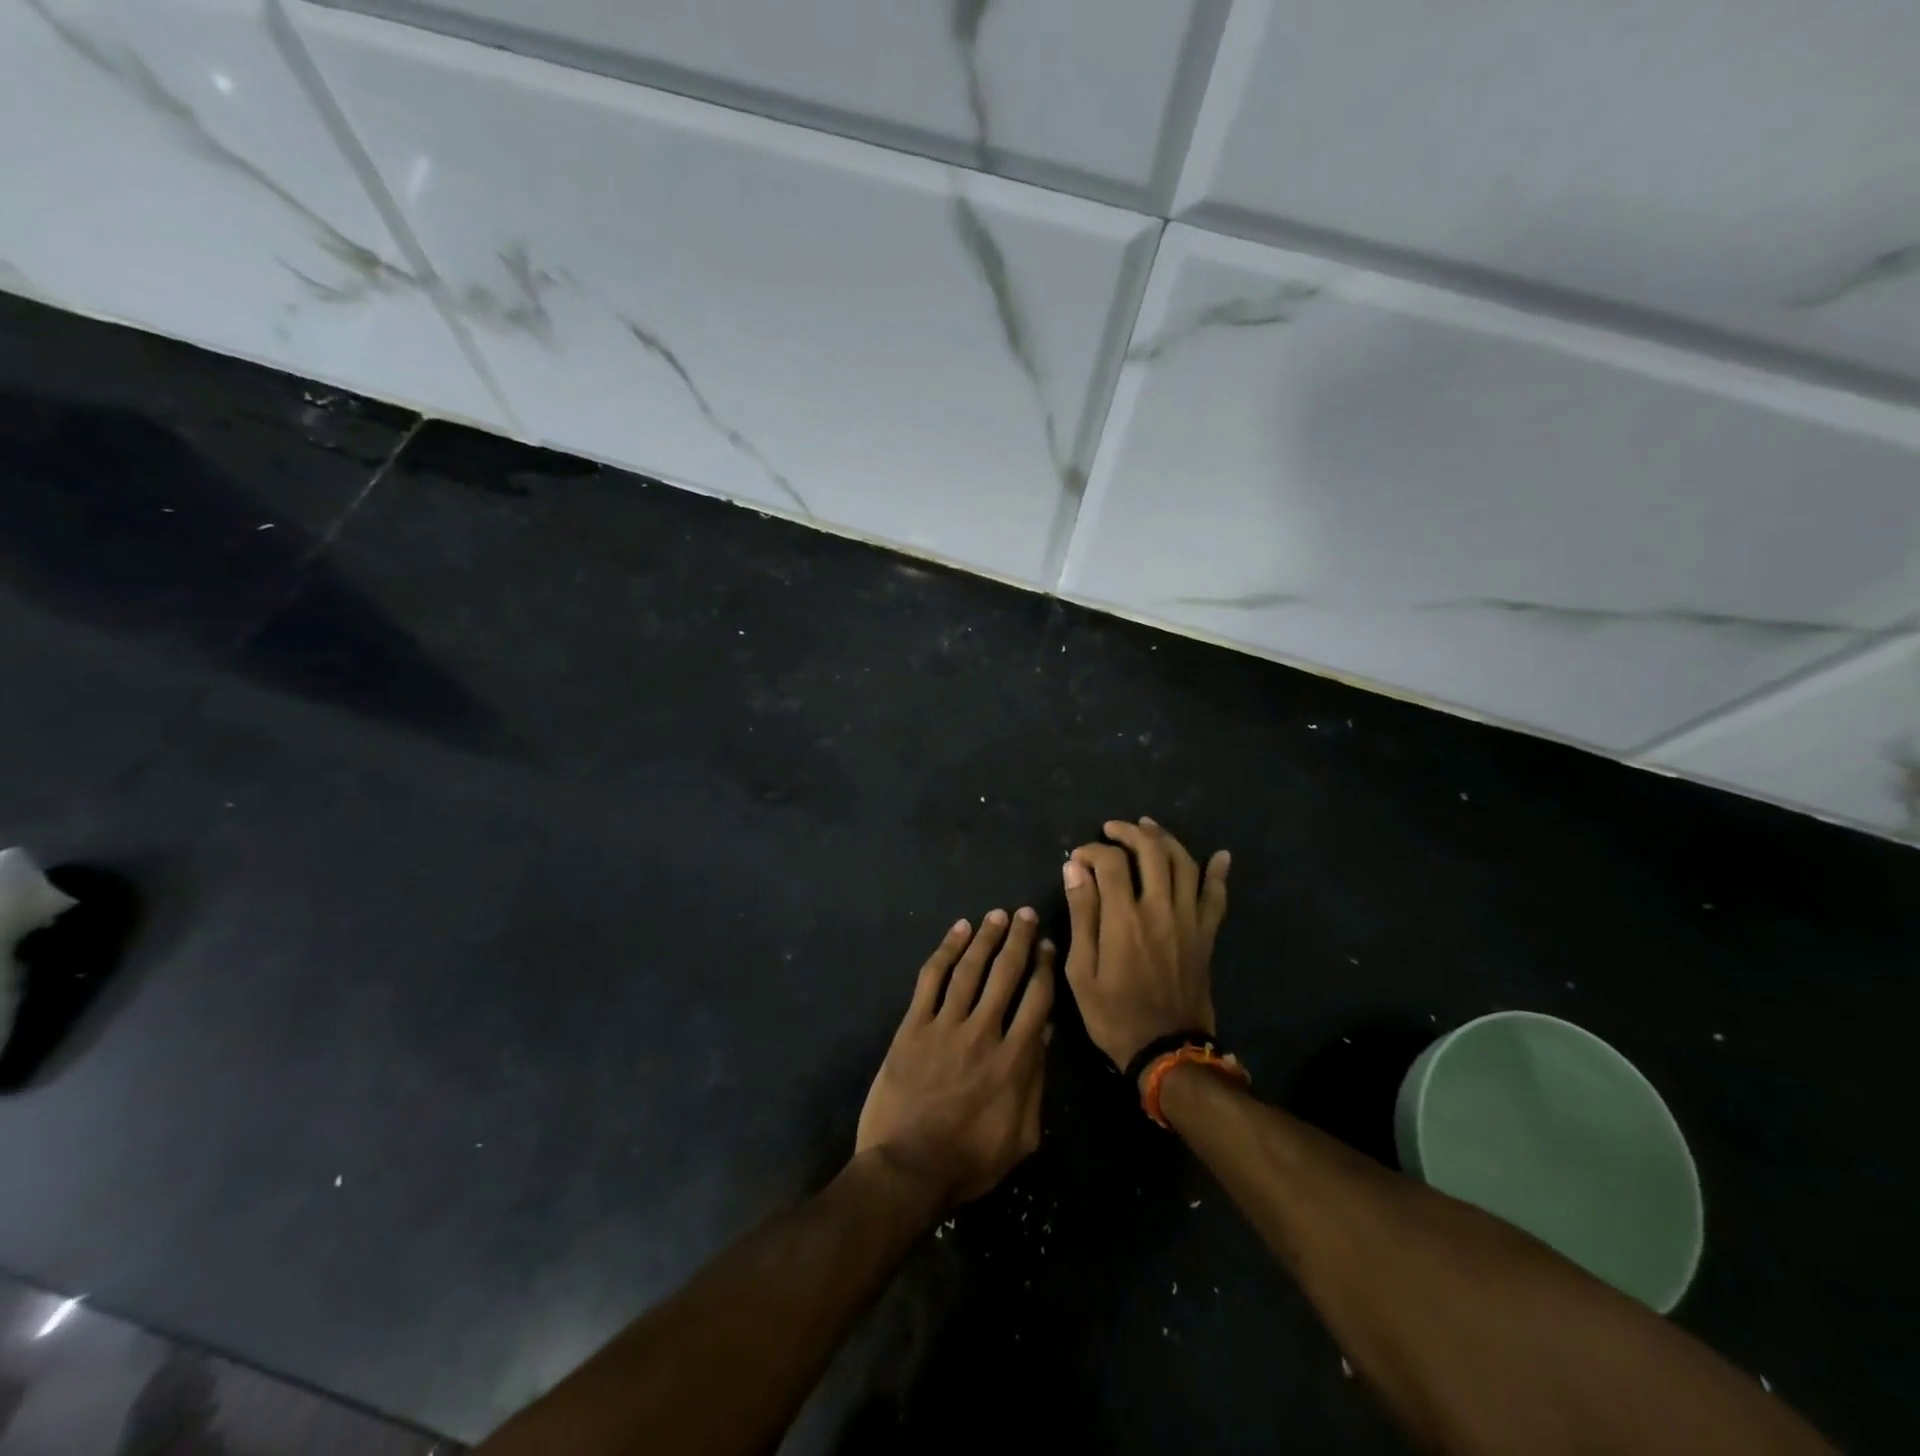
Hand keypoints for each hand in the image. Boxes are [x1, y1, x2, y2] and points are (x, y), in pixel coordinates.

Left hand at [855, 909, 1054, 1208]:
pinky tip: (957, 931)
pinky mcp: (913, 1026)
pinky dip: (945, 951)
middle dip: (1019, 940)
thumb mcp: (1021, 1135)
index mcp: (1014, 1059)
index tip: (1047, 946)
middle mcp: (984, 1032)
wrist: (907, 1168)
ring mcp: (945, 1025)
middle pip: (1006, 974)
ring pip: (970, 969)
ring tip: (997, 915)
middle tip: (1026, 914)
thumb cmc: (969, 1160)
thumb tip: (1047, 1034)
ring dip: (986, 938)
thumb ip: (1036, 1082)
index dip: (1044, 968)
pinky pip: (931, 979)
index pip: (1037, 1000)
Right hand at [1062, 818, 1229, 1075]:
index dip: (1092, 851)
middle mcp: (1160, 909)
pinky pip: (1216, 897)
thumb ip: (1081, 914)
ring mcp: (1188, 920)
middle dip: (1129, 833)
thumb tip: (1074, 868)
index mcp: (1125, 919)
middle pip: (1151, 852)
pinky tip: (1220, 855)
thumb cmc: (1114, 1014)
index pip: (1111, 863)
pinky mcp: (1206, 934)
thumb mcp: (1081, 971)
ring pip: (1184, 864)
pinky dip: (1218, 873)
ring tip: (1148, 827)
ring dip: (1165, 839)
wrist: (1166, 1050)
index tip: (1078, 859)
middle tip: (1112, 829)